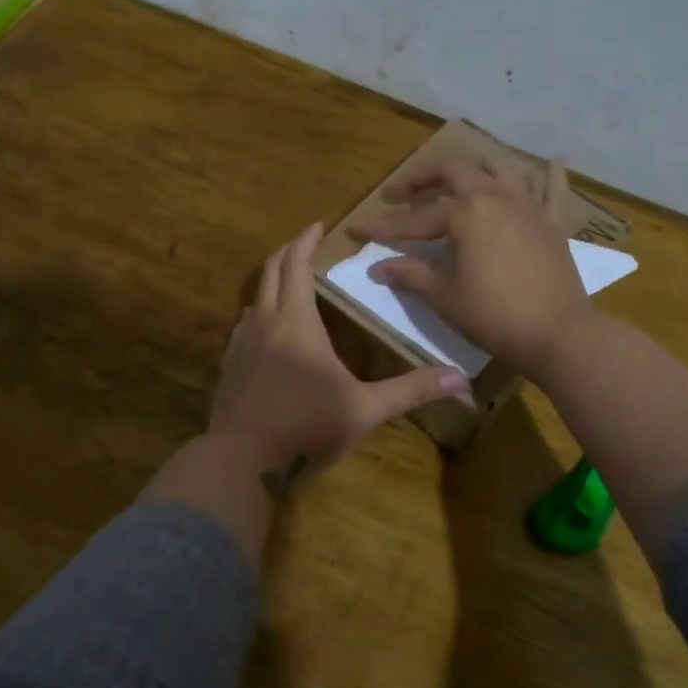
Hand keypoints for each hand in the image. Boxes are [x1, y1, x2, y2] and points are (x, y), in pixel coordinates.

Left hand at [209, 224, 469, 490]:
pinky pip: (244, 326)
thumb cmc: (306, 427)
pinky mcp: (228, 367)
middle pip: (270, 272)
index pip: (296, 265)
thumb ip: (410, 390)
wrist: (242, 462)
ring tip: (291, 286)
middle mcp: (264, 323)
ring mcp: (240, 345)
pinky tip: (269, 334)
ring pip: (254, 298)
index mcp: (296, 322)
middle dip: (287, 252)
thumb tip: (459, 378)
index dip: (306, 241)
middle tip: (305, 243)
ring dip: (272, 283)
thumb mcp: (364, 409)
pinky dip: (260, 314)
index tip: (318, 225)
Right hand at [350, 152, 592, 378]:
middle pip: (454, 171)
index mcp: (465, 212)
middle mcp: (496, 196)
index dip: (382, 226)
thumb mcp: (443, 296)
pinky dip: (553, 173)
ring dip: (476, 162)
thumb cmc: (493, 315)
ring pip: (502, 167)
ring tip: (458, 170)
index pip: (414, 219)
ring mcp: (529, 206)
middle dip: (422, 178)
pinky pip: (555, 190)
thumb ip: (409, 275)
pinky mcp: (554, 224)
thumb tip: (377, 267)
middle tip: (400, 193)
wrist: (556, 334)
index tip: (356, 230)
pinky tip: (556, 158)